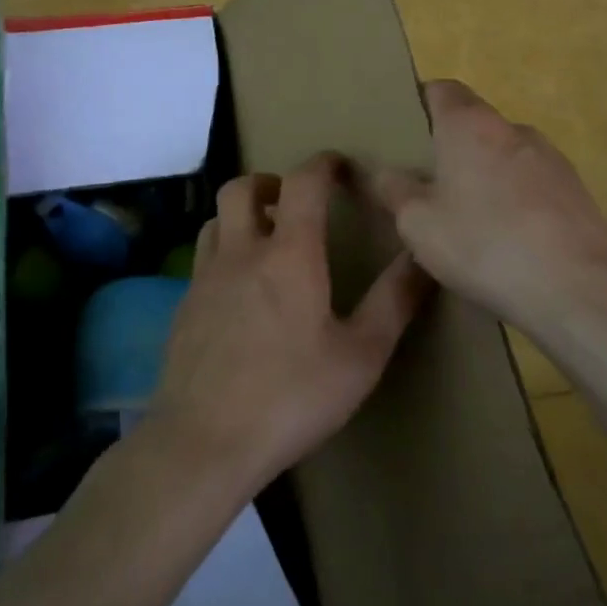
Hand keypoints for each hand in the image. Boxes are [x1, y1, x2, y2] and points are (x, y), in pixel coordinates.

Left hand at [146, 153, 433, 495]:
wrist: (204, 442)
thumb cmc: (292, 396)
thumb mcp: (361, 354)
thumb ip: (395, 300)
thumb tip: (423, 254)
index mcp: (289, 255)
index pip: (303, 182)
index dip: (323, 163)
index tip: (338, 165)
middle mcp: (241, 253)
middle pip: (241, 187)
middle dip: (270, 181)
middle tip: (292, 201)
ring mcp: (204, 279)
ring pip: (215, 221)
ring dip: (241, 216)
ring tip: (265, 241)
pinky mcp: (182, 309)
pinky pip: (202, 260)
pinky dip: (224, 254)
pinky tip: (239, 294)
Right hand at [371, 81, 606, 340]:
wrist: (578, 289)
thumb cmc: (484, 245)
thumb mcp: (418, 224)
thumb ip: (393, 190)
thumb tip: (381, 171)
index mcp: (470, 125)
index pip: (441, 89)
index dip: (419, 103)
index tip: (402, 132)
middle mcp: (514, 129)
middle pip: (474, 124)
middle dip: (449, 147)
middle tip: (426, 184)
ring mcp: (552, 159)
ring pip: (505, 155)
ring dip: (484, 175)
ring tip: (467, 219)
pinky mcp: (577, 191)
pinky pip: (532, 184)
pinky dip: (514, 199)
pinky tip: (507, 240)